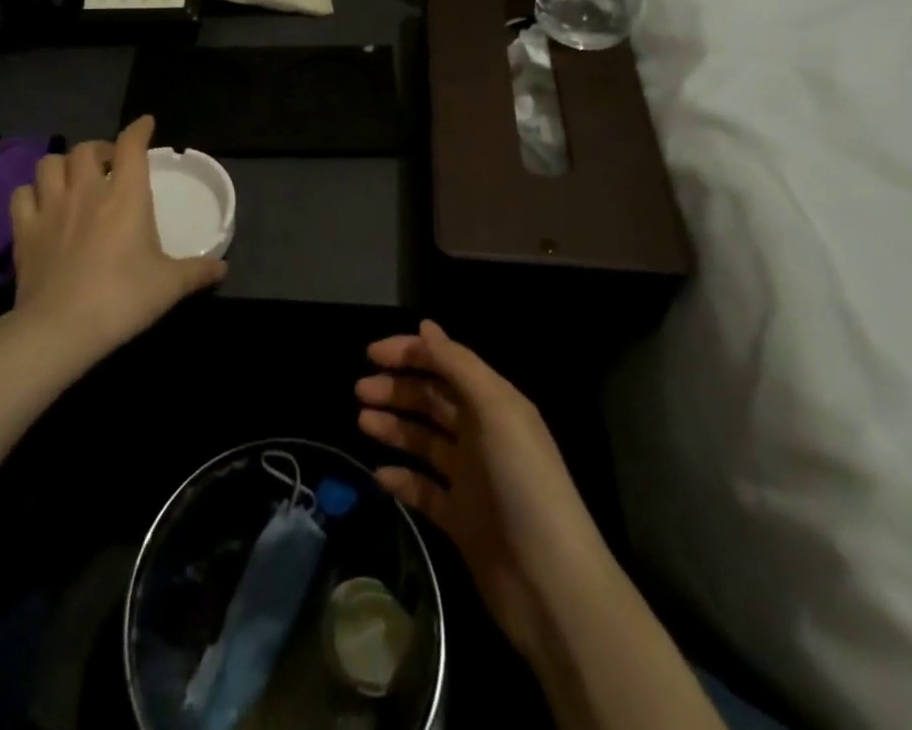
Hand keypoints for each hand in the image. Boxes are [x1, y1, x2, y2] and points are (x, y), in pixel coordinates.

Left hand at [10, 116, 225, 354]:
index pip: (131, 145)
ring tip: (73, 179)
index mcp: (126, 195)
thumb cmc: (123, 297)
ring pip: (50, 163)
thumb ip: (197, 272)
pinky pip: (22, 194)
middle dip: (99, 149)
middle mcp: (87, 190)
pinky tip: (41, 205)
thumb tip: (223, 268)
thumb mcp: (169, 286)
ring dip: (63, 165)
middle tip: (110, 164)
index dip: (138, 129)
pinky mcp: (24, 229)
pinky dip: (32, 193)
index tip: (145, 125)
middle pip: (86, 148)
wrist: (61, 327)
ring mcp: (51, 207)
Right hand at [356, 321, 595, 659]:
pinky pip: (423, 489)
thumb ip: (458, 365)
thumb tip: (425, 325)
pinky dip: (401, 479)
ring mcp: (470, 478)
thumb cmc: (523, 482)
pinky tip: (379, 476)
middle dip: (397, 389)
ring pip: (424, 440)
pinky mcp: (460, 519)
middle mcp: (482, 433)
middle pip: (432, 399)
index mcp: (494, 403)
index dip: (410, 353)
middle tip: (360, 391)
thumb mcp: (495, 410)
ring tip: (362, 422)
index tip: (371, 355)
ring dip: (394, 427)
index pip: (446, 363)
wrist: (551, 584)